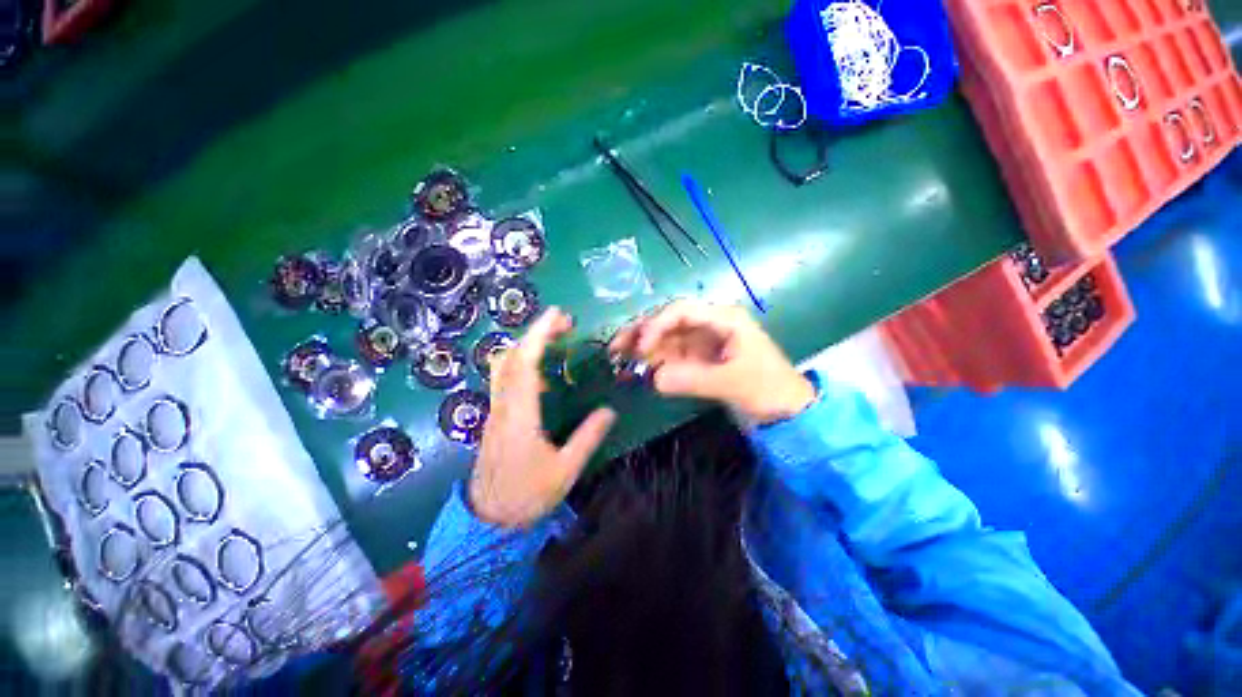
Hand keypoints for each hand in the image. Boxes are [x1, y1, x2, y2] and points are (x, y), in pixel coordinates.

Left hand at [470, 307, 617, 527]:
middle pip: (512, 357)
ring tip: (555, 341)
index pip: (526, 364)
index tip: (558, 316)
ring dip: (528, 346)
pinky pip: (506, 380)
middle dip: (535, 333)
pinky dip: (524, 364)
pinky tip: (543, 374)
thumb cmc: (526, 497)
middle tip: (563, 323)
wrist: (487, 522)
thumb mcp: (564, 471)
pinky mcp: (496, 418)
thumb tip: (609, 410)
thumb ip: (587, 438)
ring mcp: (496, 411)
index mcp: (520, 416)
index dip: (540, 335)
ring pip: (504, 366)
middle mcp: (503, 407)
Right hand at [610, 300, 814, 424]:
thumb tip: (653, 379)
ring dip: (641, 348)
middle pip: (667, 321)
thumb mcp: (734, 382)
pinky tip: (635, 370)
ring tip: (617, 358)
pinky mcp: (696, 359)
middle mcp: (708, 324)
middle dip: (641, 332)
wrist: (785, 409)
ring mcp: (700, 342)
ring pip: (664, 338)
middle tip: (615, 348)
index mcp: (722, 318)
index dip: (657, 325)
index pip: (681, 311)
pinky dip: (651, 363)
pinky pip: (669, 356)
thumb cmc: (768, 388)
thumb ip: (694, 379)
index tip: (641, 348)